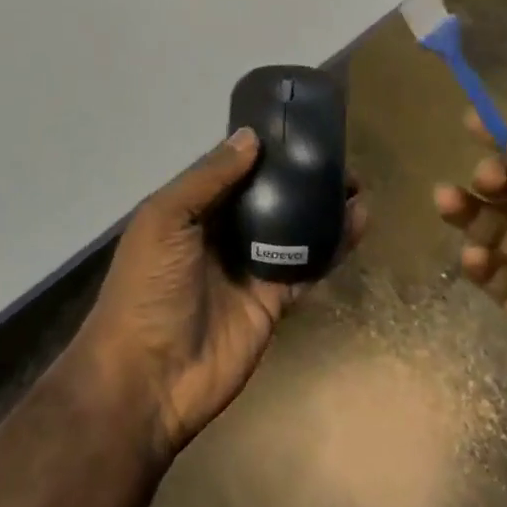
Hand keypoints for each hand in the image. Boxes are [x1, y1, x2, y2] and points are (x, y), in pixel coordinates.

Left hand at [76, 129, 366, 461]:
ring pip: (293, 228)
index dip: (264, 149)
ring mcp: (249, 267)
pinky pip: (306, 267)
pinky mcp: (272, 300)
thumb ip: (208, 178)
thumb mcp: (165, 219)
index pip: (233, 168)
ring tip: (358, 187)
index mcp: (192, 208)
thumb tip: (251, 137)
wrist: (148, 378)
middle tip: (339, 158)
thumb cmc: (148, 286)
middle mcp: (222, 232)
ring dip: (322, 208)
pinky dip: (332, 247)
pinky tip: (358, 224)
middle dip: (300, 177)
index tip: (299, 128)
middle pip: (268, 196)